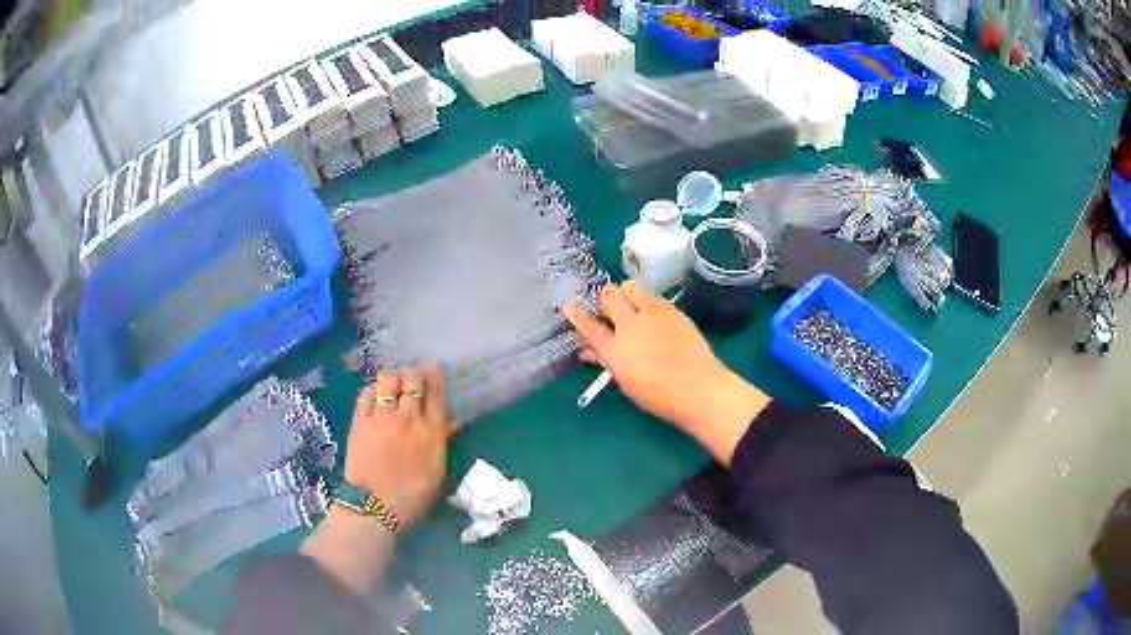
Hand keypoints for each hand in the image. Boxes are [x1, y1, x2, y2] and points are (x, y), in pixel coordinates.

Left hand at [343, 367, 461, 526]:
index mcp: (432, 431)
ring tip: (392, 386)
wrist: (376, 507)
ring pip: (388, 380)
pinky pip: (367, 393)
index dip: (435, 375)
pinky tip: (376, 396)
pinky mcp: (360, 421)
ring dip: (392, 379)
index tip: (433, 368)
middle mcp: (408, 418)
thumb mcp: (437, 471)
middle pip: (412, 379)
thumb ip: (444, 441)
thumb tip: (454, 422)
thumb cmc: (413, 495)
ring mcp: (382, 418)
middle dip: (413, 375)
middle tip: (411, 382)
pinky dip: (373, 389)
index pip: (436, 391)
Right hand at [563, 281, 768, 464]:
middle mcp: (631, 326)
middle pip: (609, 296)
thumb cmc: (659, 395)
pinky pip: (653, 296)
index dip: (576, 314)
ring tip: (632, 308)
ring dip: (627, 294)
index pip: (588, 326)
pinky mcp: (673, 310)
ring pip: (632, 287)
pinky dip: (648, 301)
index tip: (568, 305)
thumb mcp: (626, 382)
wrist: (698, 388)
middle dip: (606, 299)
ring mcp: (653, 314)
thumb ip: (606, 362)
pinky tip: (653, 316)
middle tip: (611, 311)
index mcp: (616, 350)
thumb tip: (588, 352)